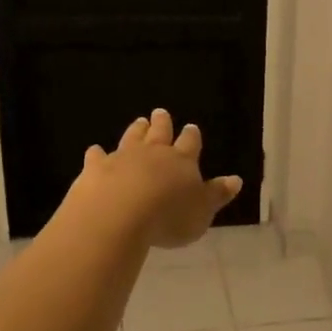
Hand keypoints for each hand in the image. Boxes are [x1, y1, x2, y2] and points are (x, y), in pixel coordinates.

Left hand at [68, 108, 242, 249]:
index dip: (192, 136)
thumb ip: (217, 194)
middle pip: (160, 132)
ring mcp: (123, 157)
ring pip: (132, 138)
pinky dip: (97, 153)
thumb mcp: (202, 212)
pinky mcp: (97, 168)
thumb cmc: (169, 217)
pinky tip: (95, 151)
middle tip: (160, 113)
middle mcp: (154, 153)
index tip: (191, 127)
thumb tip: (236, 179)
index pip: (190, 143)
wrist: (119, 214)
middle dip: (162, 122)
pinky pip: (97, 156)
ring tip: (139, 121)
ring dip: (136, 130)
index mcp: (182, 161)